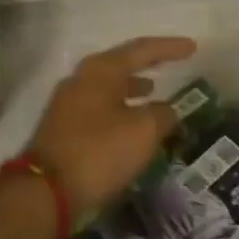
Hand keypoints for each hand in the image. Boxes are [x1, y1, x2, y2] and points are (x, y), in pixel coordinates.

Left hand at [29, 36, 197, 216]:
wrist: (46, 192)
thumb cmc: (100, 151)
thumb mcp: (144, 131)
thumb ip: (163, 114)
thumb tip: (166, 111)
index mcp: (101, 71)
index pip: (141, 50)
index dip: (169, 48)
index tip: (192, 47)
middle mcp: (81, 80)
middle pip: (121, 64)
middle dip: (147, 64)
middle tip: (172, 63)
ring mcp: (68, 104)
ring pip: (108, 88)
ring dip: (132, 88)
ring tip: (154, 92)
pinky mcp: (63, 129)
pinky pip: (100, 109)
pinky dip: (120, 109)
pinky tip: (132, 123)